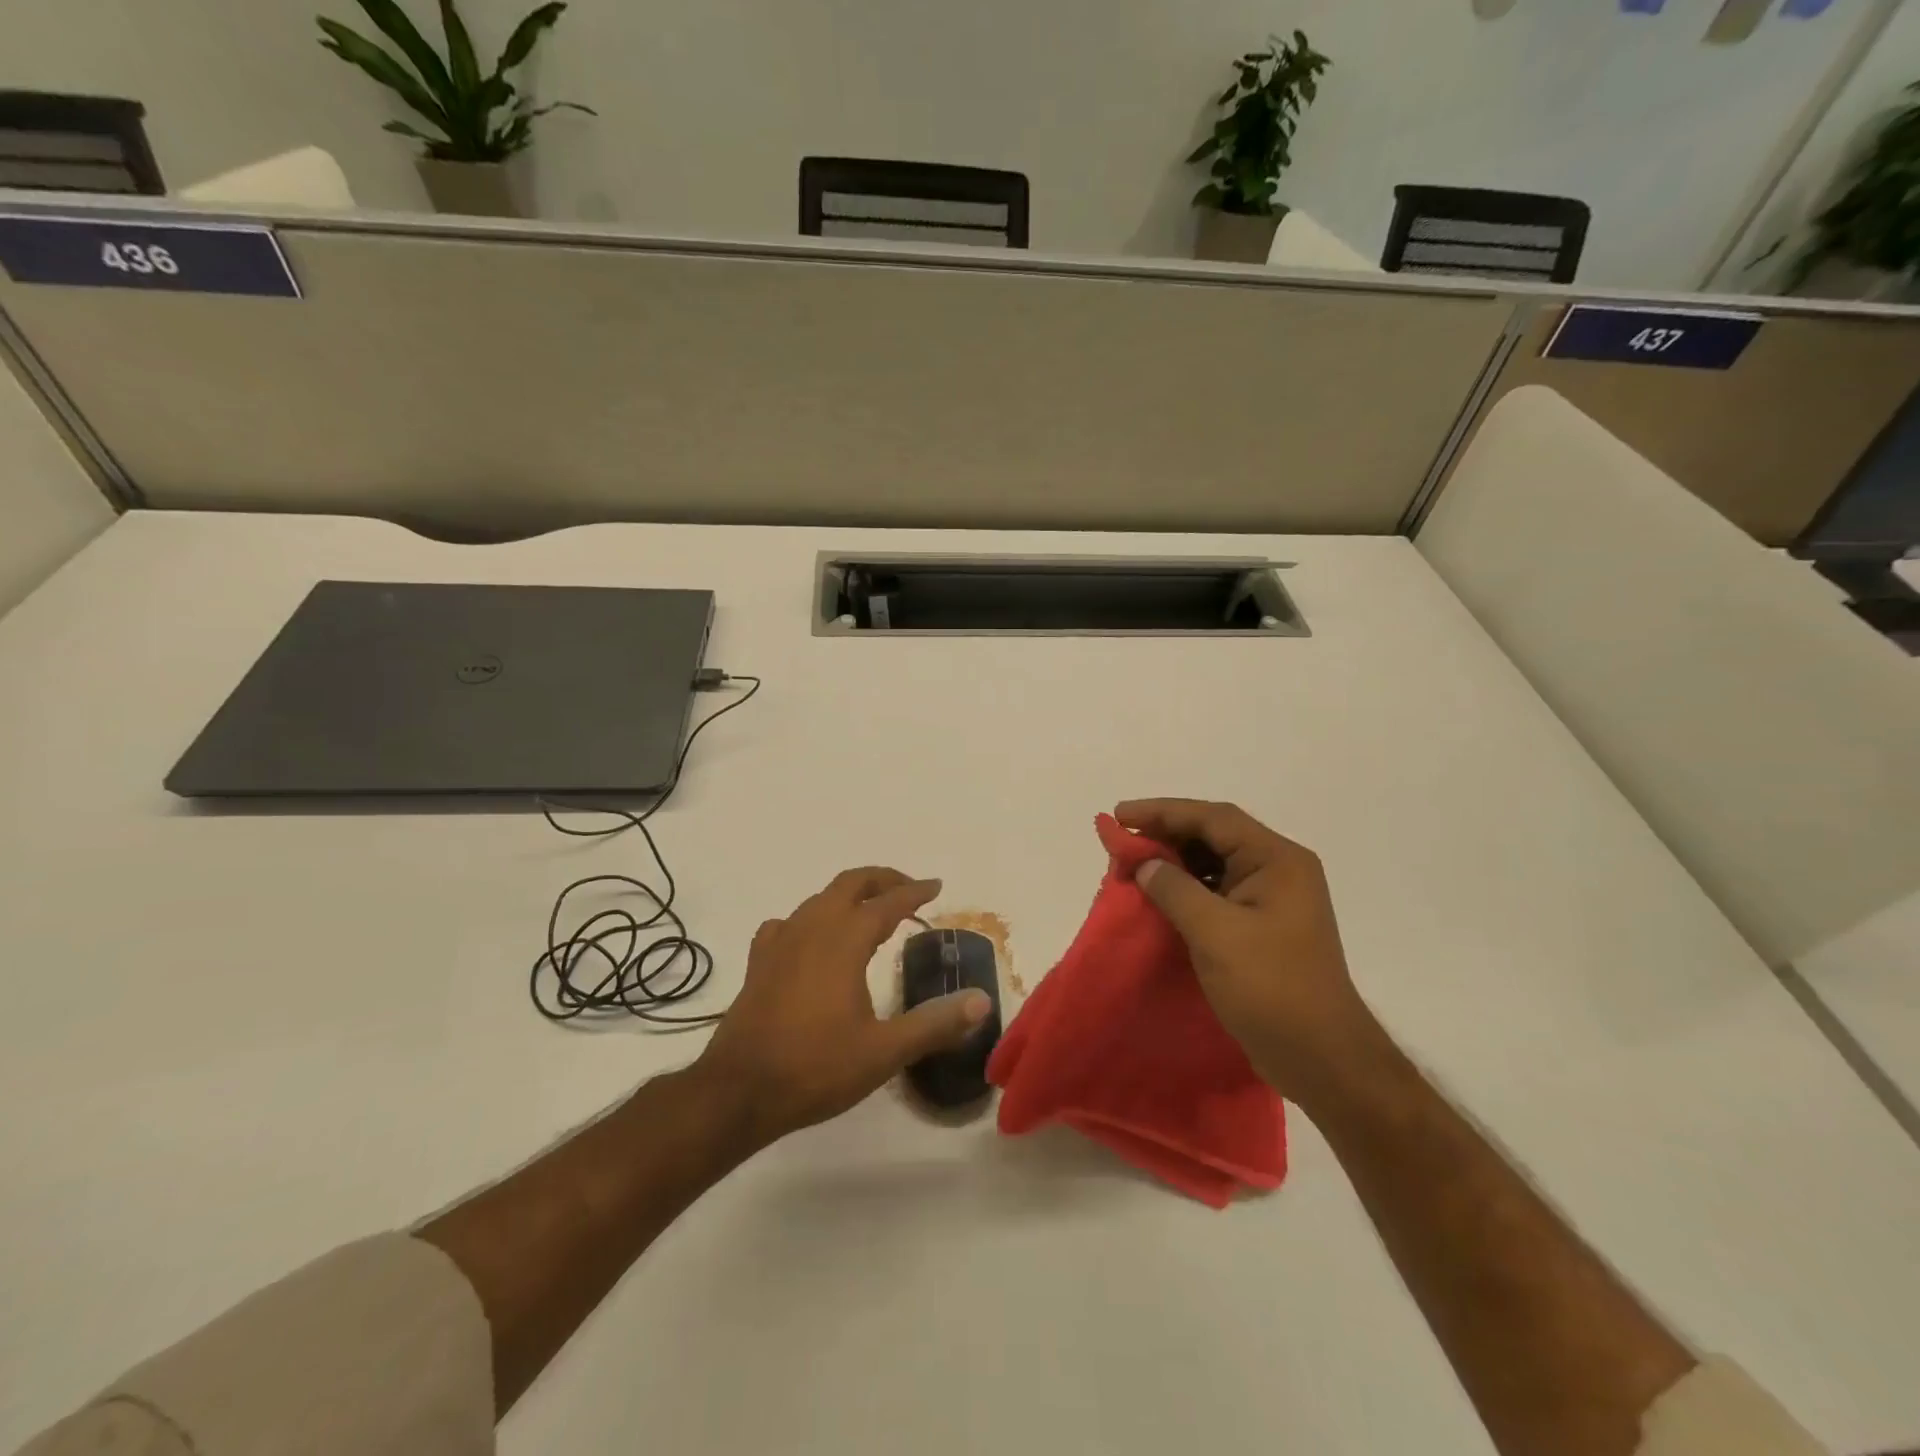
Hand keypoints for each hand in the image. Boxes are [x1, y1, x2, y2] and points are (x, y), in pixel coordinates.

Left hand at [695, 867, 992, 1142]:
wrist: (738, 1091)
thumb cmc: (816, 1067)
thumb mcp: (884, 1051)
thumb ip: (935, 1024)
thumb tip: (982, 1001)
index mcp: (844, 940)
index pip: (888, 902)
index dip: (915, 892)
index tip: (936, 886)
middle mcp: (812, 927)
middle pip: (851, 883)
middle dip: (883, 880)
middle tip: (909, 890)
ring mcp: (780, 941)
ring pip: (819, 899)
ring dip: (849, 896)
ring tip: (870, 913)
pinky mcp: (759, 961)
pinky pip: (788, 923)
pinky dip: (811, 919)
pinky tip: (813, 940)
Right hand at [1115, 799, 1385, 1105]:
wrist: (1321, 1058)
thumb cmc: (1271, 988)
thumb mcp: (1216, 933)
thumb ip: (1175, 890)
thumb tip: (1145, 864)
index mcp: (1277, 860)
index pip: (1213, 818)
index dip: (1163, 811)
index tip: (1120, 816)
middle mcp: (1278, 870)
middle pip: (1214, 835)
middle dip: (1166, 835)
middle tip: (1121, 842)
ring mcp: (1271, 899)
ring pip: (1213, 863)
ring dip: (1173, 862)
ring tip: (1134, 866)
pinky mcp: (1261, 926)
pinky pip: (1216, 891)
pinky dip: (1185, 889)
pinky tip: (1159, 898)